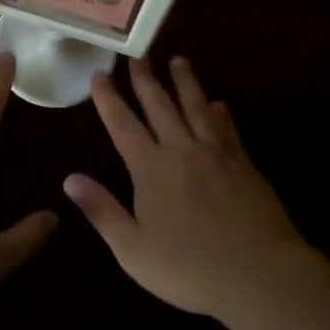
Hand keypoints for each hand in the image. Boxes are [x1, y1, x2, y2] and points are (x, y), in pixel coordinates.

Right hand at [63, 57, 309, 320]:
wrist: (260, 274)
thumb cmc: (190, 269)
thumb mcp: (133, 249)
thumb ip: (102, 210)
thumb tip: (69, 179)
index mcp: (151, 169)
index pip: (123, 125)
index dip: (109, 99)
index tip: (100, 74)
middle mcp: (182, 150)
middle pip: (160, 106)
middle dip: (145, 79)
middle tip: (137, 54)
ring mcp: (216, 154)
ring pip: (196, 107)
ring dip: (185, 83)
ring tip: (178, 60)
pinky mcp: (244, 164)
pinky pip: (227, 129)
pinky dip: (219, 113)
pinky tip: (218, 104)